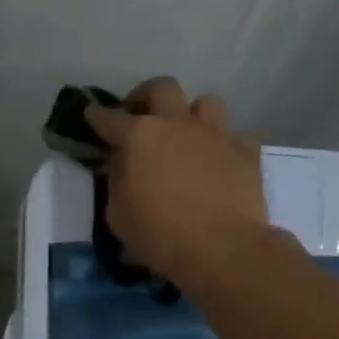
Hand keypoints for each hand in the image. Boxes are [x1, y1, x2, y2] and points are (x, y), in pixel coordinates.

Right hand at [85, 76, 269, 285]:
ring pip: (206, 103)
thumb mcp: (118, 216)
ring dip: (193, 115)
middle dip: (146, 95)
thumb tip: (120, 162)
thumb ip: (116, 180)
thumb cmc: (161, 237)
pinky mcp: (246, 152)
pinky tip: (221, 161)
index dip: (96, 116)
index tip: (92, 116)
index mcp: (140, 136)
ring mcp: (215, 134)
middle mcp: (177, 124)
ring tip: (187, 135)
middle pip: (162, 87)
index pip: (109, 117)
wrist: (223, 250)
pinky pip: (237, 136)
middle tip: (141, 115)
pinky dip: (226, 145)